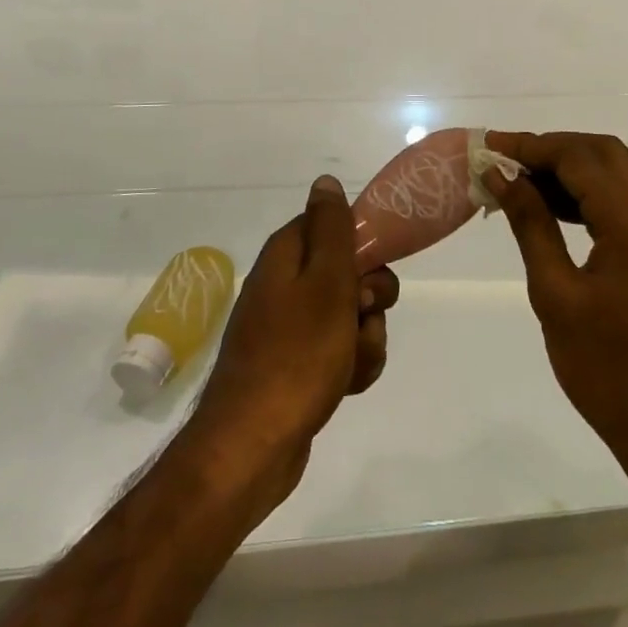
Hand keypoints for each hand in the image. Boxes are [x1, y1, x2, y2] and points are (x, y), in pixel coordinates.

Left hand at [191, 175, 398, 512]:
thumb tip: (326, 181)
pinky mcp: (297, 365)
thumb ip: (331, 229)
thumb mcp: (325, 282)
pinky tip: (347, 386)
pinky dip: (352, 365)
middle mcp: (285, 284)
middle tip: (362, 316)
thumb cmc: (296, 355)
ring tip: (350, 364)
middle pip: (349, 272)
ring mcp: (289, 327)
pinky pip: (340, 351)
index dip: (362, 247)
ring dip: (365, 339)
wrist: (254, 445)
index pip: (334, 226)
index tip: (373, 271)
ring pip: (351, 316)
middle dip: (370, 299)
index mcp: (287, 255)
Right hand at [482, 132, 627, 472]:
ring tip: (519, 182)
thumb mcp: (556, 294)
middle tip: (505, 161)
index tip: (489, 147)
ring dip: (570, 168)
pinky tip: (552, 208)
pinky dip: (589, 193)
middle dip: (552, 148)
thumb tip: (502, 176)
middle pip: (603, 152)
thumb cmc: (608, 370)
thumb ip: (531, 224)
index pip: (579, 157)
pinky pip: (626, 200)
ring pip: (617, 173)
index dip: (531, 146)